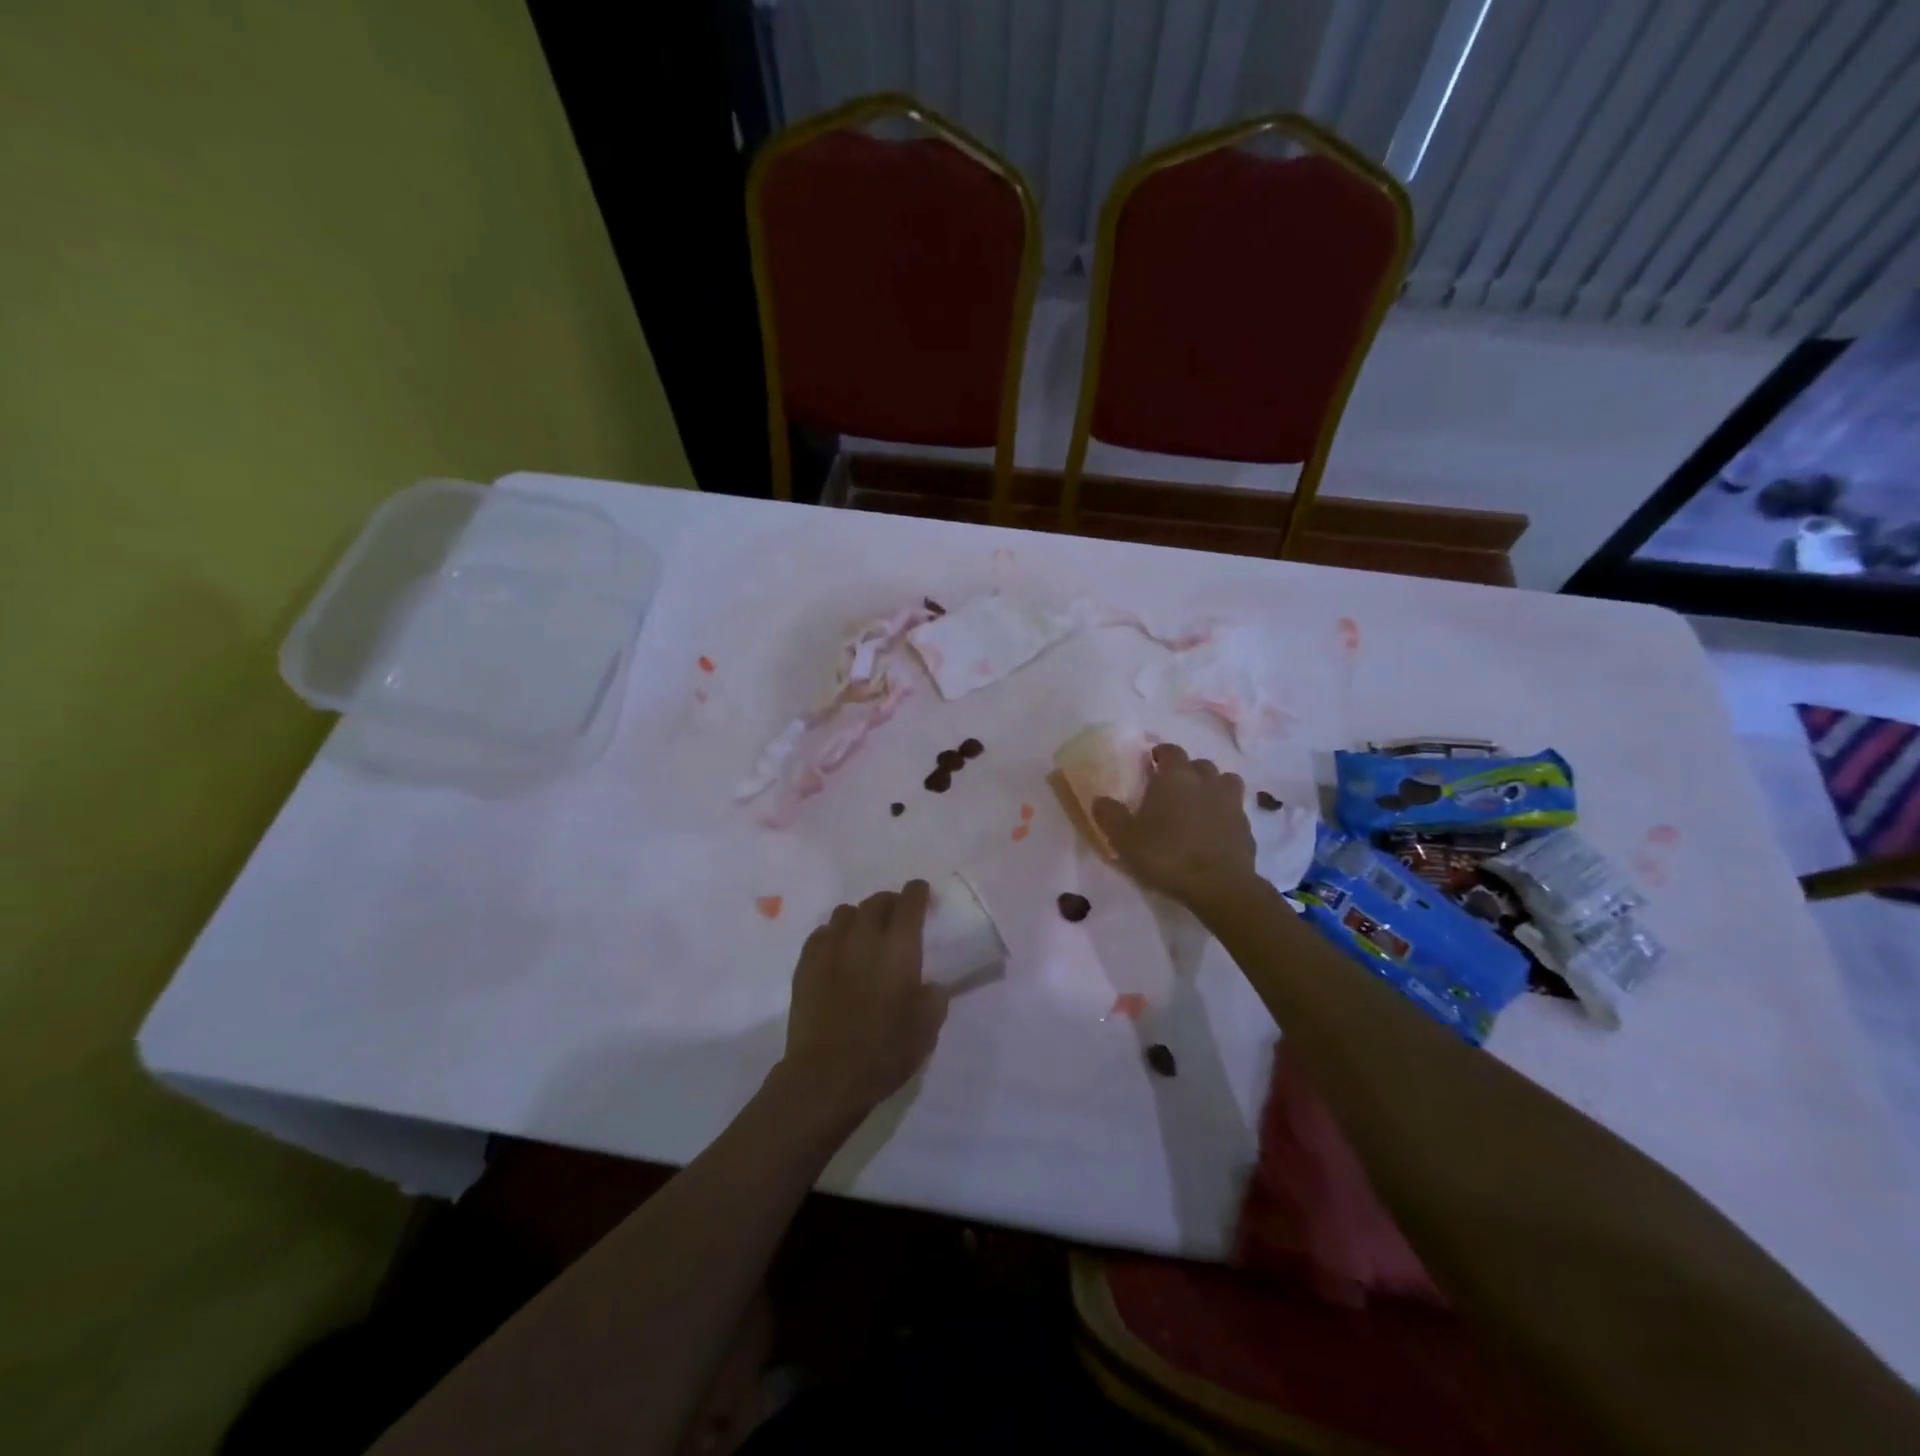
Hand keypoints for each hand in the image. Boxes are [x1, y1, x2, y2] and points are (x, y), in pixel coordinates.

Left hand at [778, 880, 948, 1125]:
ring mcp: (830, 948)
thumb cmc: (884, 1052)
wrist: (825, 1076)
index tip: (921, 892)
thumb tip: (928, 984)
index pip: (909, 902)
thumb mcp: (926, 1029)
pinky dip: (834, 934)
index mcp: (898, 948)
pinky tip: (838, 950)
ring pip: (845, 912)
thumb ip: (933, 997)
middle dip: (890, 902)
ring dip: (860, 916)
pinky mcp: (805, 964)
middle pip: (876, 901)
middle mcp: (863, 937)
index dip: (917, 892)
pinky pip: (821, 933)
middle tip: (896, 915)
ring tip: (865, 932)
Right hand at [1092, 742, 1256, 907]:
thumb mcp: (1125, 838)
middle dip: (1187, 771)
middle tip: (1173, 787)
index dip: (1161, 753)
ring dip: (1212, 787)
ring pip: (1225, 782)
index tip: (1152, 761)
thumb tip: (1100, 799)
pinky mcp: (1246, 827)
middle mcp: (1207, 782)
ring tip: (1199, 803)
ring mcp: (1231, 803)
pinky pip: (1235, 810)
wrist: (1219, 886)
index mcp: (1176, 777)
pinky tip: (1214, 830)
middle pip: (1200, 764)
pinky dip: (1224, 813)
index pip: (1171, 751)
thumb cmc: (1167, 855)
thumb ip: (1109, 815)